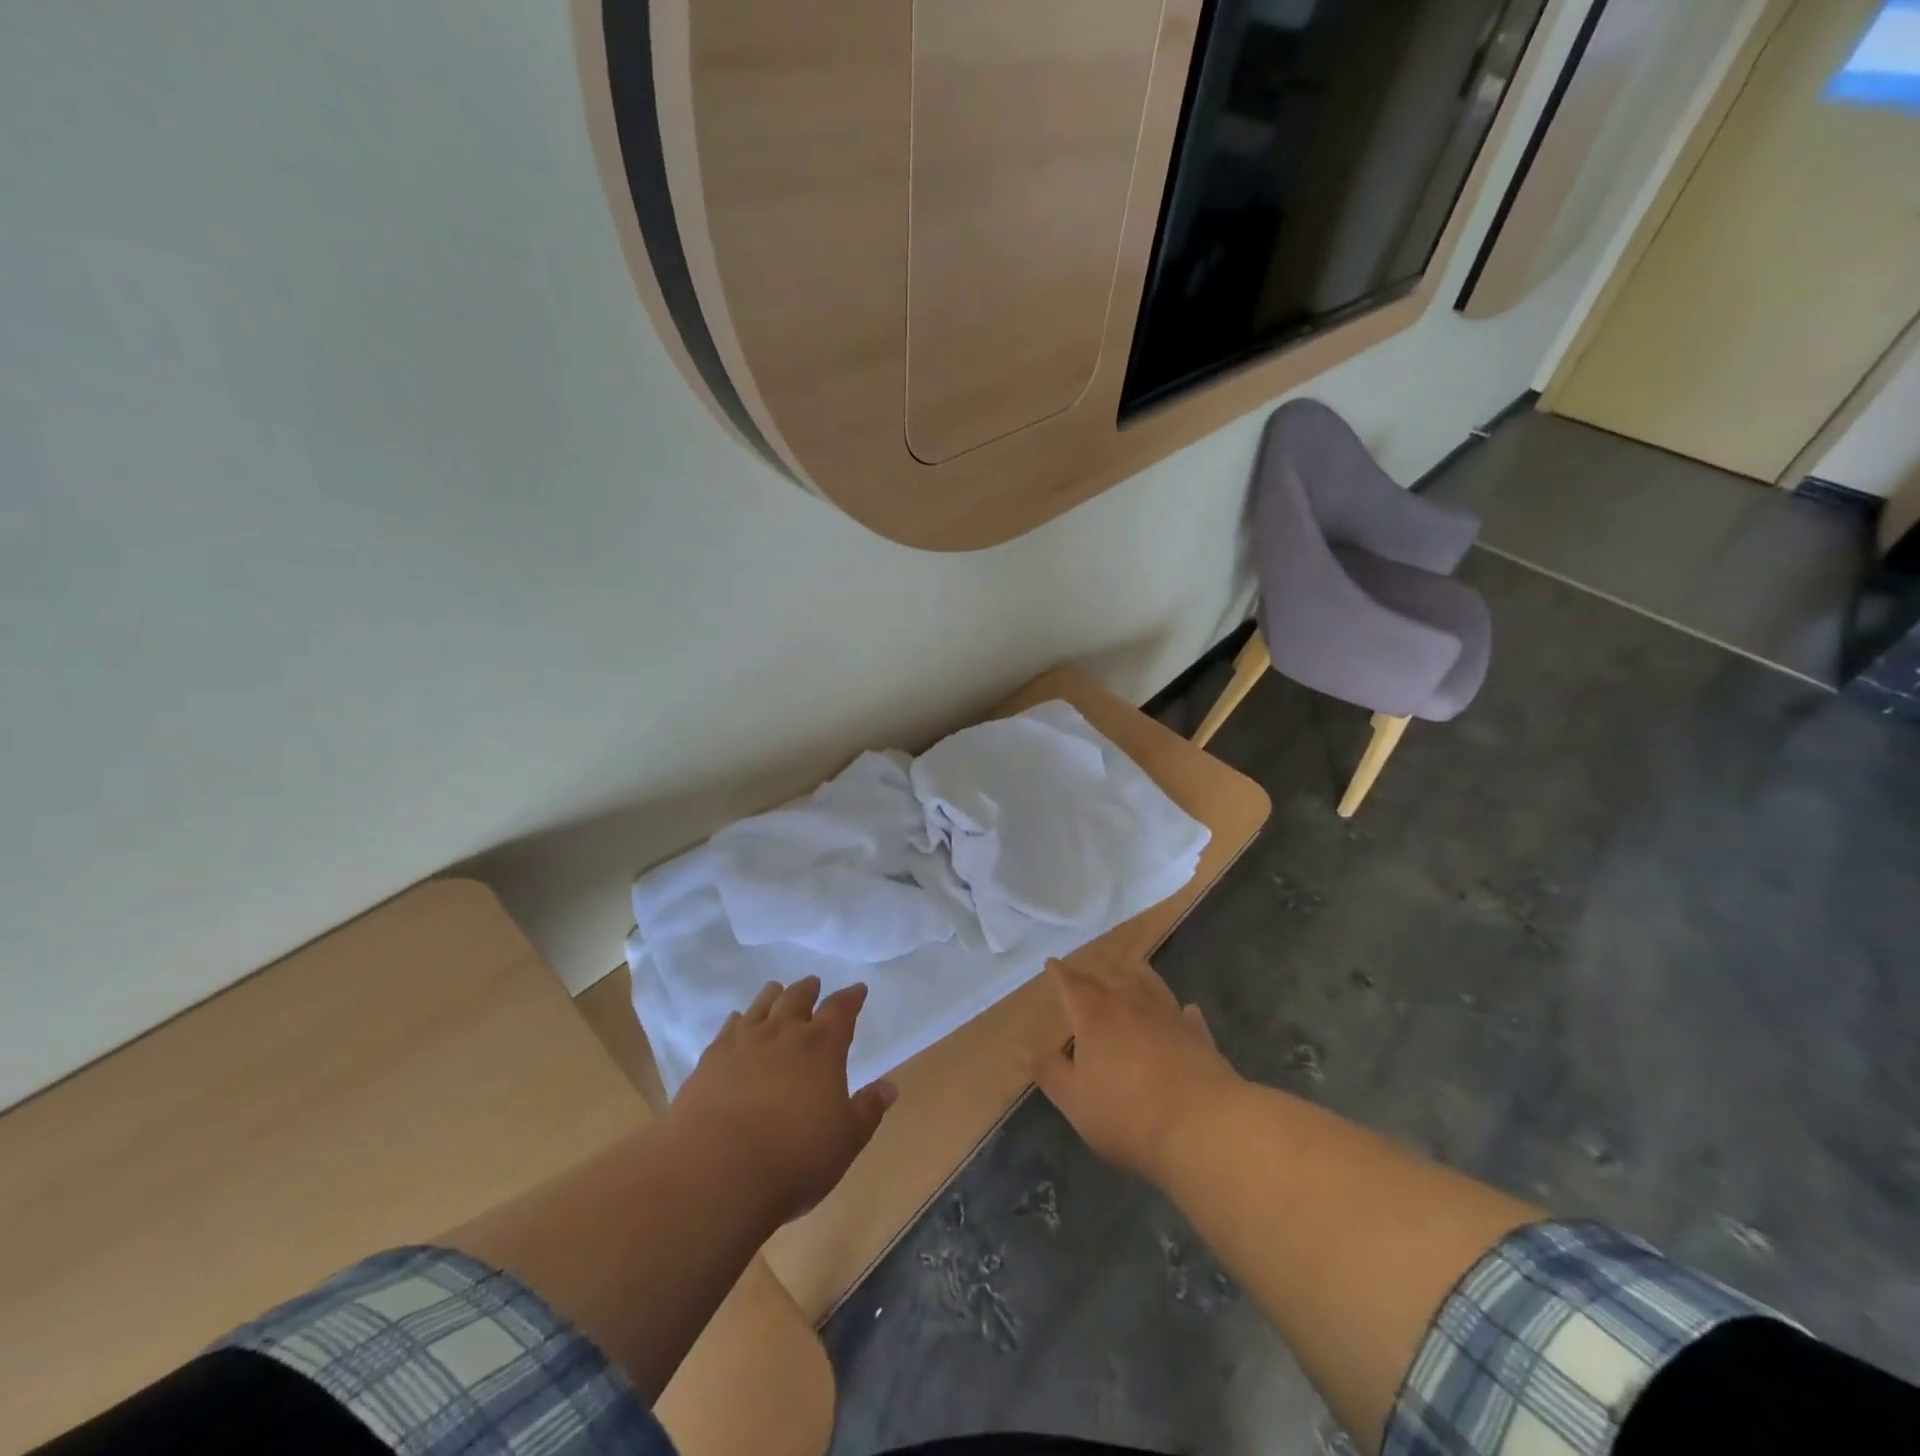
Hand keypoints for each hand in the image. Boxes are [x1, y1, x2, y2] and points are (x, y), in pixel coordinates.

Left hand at [668, 976, 896, 1223]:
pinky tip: (736, 1021)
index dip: (851, 998)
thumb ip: (868, 1110)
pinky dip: (737, 1020)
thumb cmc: (794, 1157)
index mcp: (821, 1047)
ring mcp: (743, 1045)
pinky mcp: (710, 1062)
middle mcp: (783, 1034)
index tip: (858, 990)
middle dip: (808, 990)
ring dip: (772, 996)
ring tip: (776, 989)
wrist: (715, 1171)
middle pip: (797, 999)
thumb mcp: (846, 1140)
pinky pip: (728, 1030)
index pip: (840, 1010)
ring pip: (761, 1007)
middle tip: (813, 983)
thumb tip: (889, 1087)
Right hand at [1027, 957, 1242, 1186]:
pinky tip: (1184, 1009)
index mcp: (1095, 1016)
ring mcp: (1168, 1017)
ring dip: (1136, 973)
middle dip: (1095, 969)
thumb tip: (1021, 1047)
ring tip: (1129, 965)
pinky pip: (1186, 1015)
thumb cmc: (1127, 1115)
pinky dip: (1180, 1010)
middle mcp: (1130, 1005)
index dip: (1060, 973)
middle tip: (1087, 963)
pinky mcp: (1199, 1037)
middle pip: (1110, 976)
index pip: (1072, 985)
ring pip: (1149, 984)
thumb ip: (1049, 1071)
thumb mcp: (1075, 1100)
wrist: (1203, 1127)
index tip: (1051, 962)